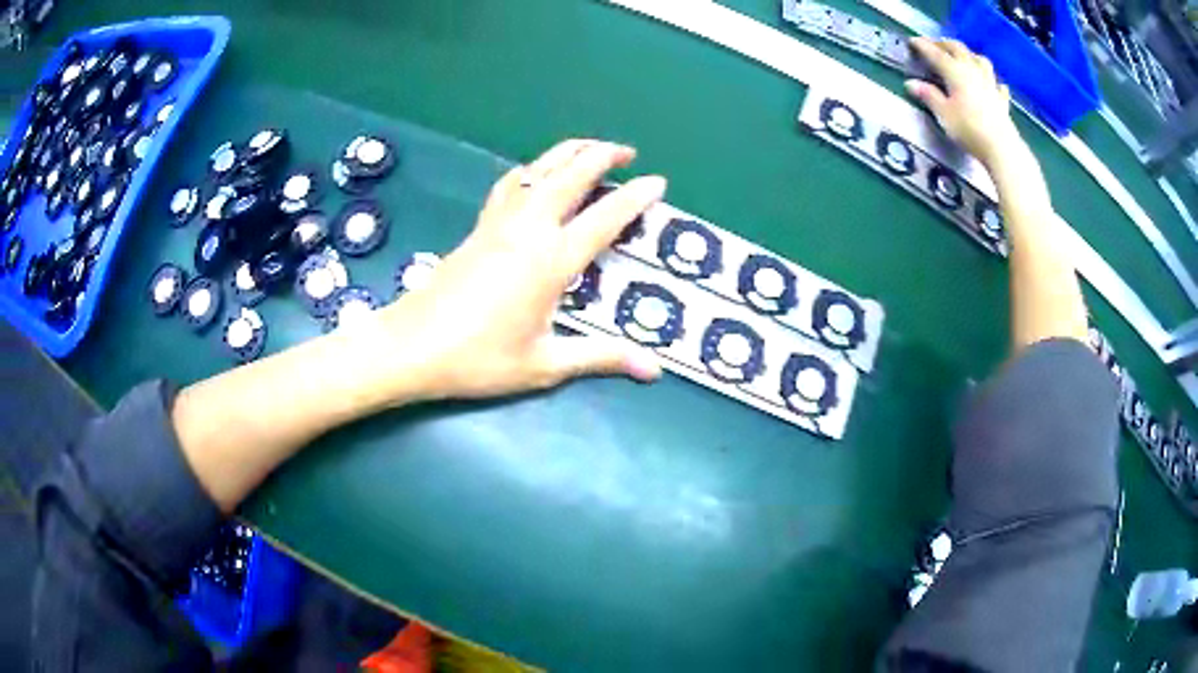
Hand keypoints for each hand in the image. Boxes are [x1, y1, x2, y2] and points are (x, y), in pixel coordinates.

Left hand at [375, 139, 665, 401]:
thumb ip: (601, 357)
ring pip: (537, 170)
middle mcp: (528, 229)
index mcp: (551, 260)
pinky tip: (533, 176)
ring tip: (588, 149)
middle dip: (602, 155)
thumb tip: (653, 370)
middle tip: (627, 151)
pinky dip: (531, 170)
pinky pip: (510, 184)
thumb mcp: (544, 364)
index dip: (635, 196)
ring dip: (567, 153)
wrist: (411, 347)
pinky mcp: (478, 228)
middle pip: (569, 175)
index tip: (659, 182)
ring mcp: (498, 223)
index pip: (604, 217)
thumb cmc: (478, 359)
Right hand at [905, 37, 1019, 165]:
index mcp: (955, 71)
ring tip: (962, 57)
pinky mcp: (1001, 99)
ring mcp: (989, 83)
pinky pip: (996, 82)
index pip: (935, 53)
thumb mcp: (943, 114)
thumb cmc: (969, 130)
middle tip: (935, 45)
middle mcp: (972, 70)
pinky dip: (990, 79)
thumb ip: (929, 96)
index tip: (913, 41)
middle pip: (958, 49)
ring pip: (979, 59)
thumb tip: (911, 83)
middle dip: (944, 44)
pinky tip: (989, 83)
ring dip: (968, 54)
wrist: (1001, 148)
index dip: (923, 46)